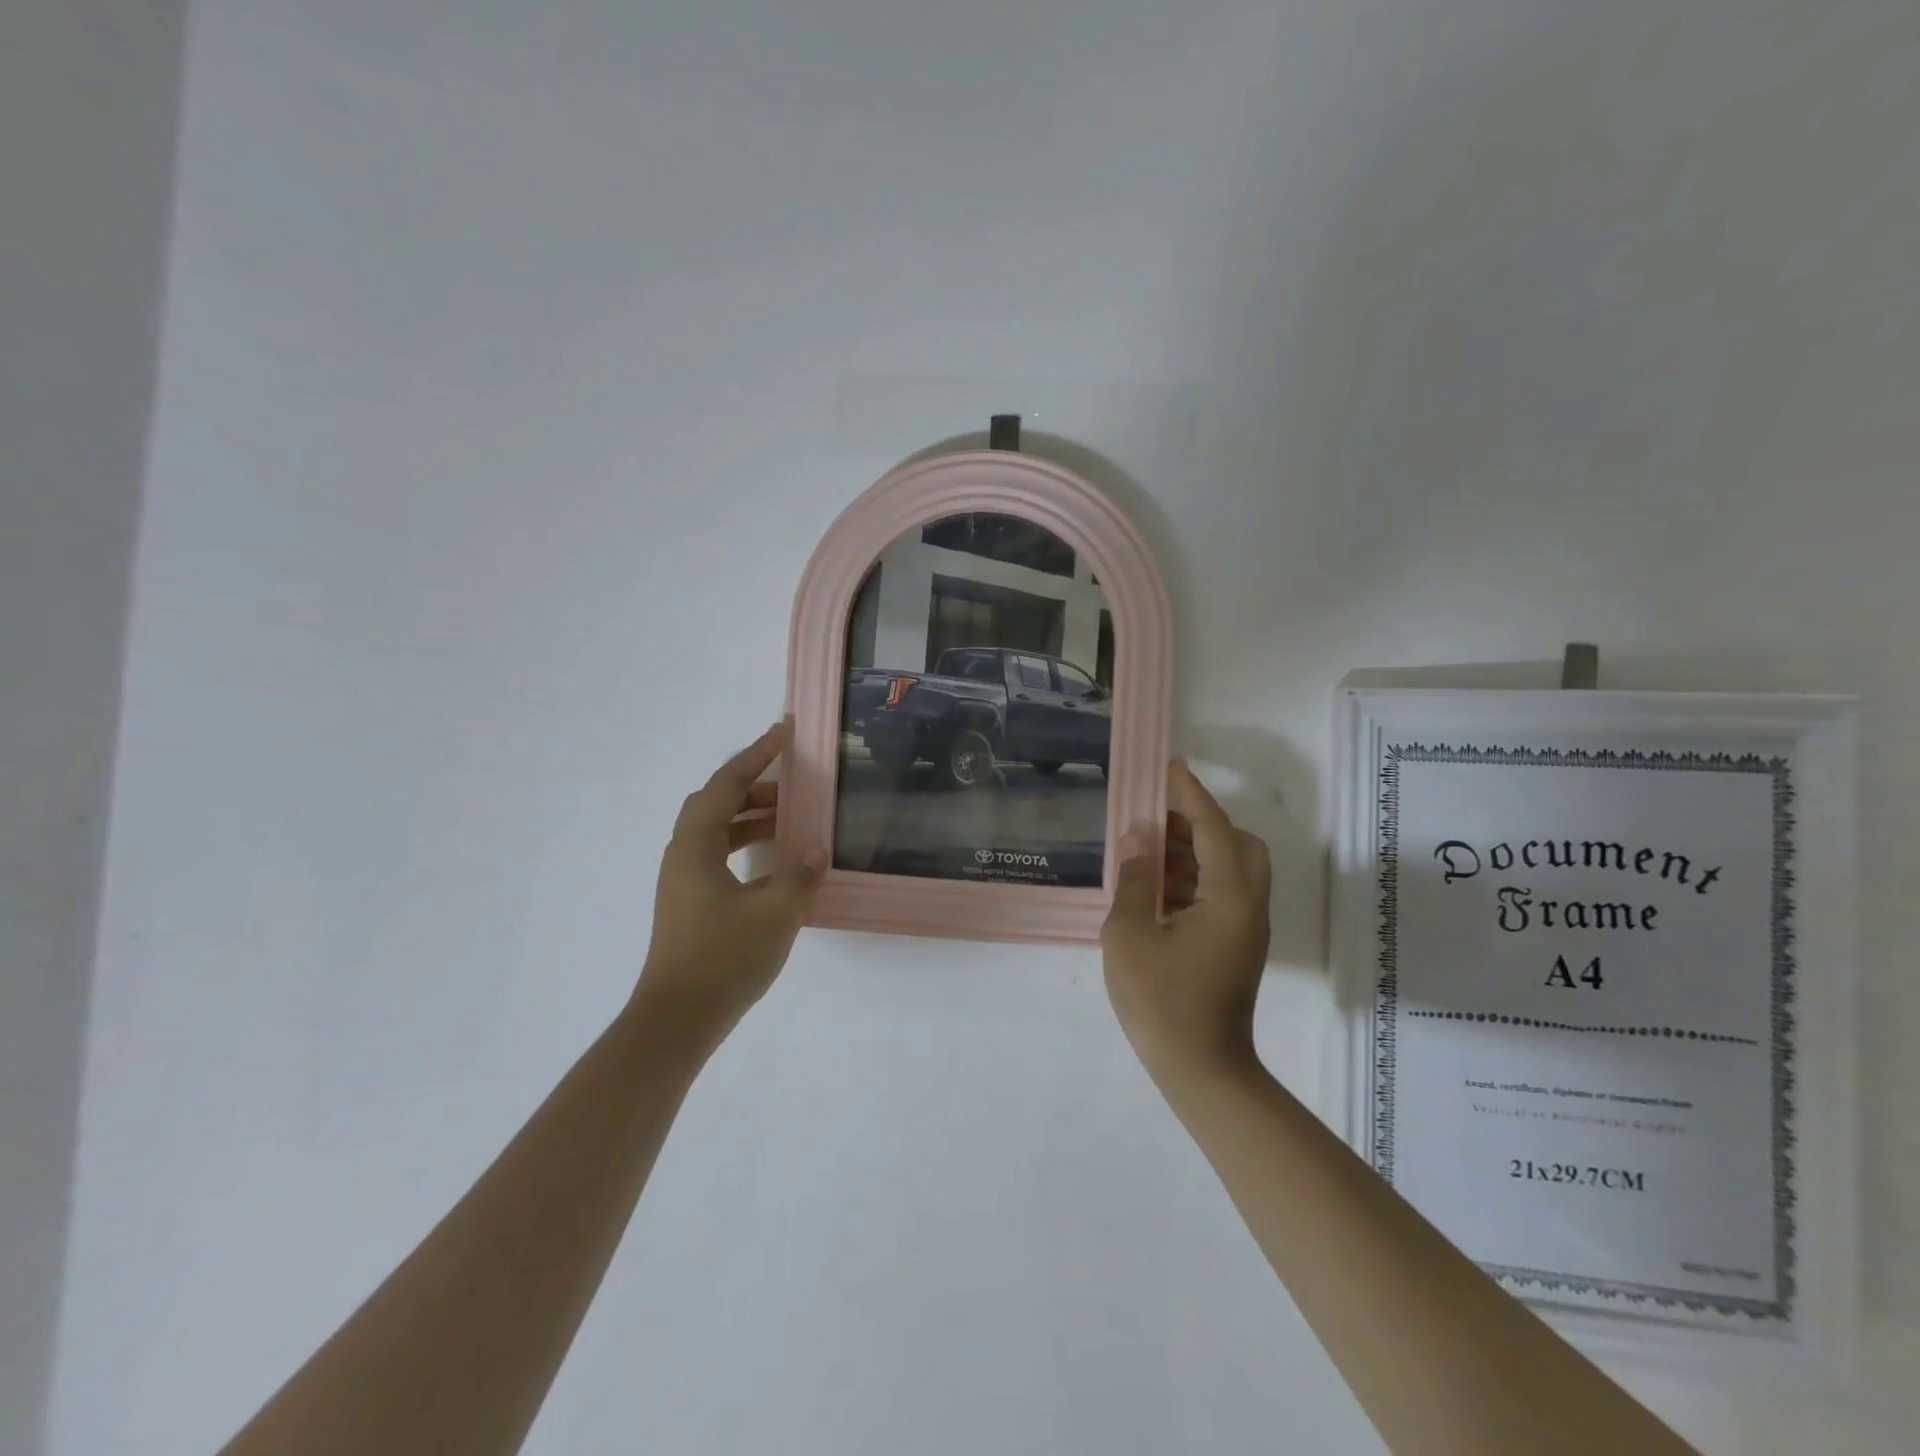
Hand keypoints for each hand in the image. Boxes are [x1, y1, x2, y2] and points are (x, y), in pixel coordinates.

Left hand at [633, 721, 824, 1052]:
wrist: (677, 1020)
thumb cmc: (723, 958)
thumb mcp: (776, 912)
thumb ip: (800, 874)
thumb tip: (816, 849)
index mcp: (695, 846)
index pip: (727, 784)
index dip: (757, 754)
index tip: (784, 732)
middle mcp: (682, 855)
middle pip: (717, 803)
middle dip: (756, 787)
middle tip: (795, 783)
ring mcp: (683, 881)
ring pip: (718, 831)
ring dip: (753, 818)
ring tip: (793, 820)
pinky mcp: (690, 903)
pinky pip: (719, 856)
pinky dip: (748, 846)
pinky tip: (777, 863)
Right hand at [1102, 760, 1271, 1087]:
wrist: (1201, 1070)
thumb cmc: (1161, 1001)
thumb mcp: (1130, 934)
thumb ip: (1135, 878)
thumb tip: (1139, 837)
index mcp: (1229, 896)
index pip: (1213, 828)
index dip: (1191, 794)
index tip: (1170, 767)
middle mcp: (1248, 904)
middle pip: (1238, 844)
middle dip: (1199, 822)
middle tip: (1156, 819)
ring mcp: (1246, 927)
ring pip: (1232, 868)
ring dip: (1195, 851)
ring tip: (1147, 850)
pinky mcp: (1237, 944)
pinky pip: (1223, 892)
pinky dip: (1195, 877)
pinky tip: (1156, 887)